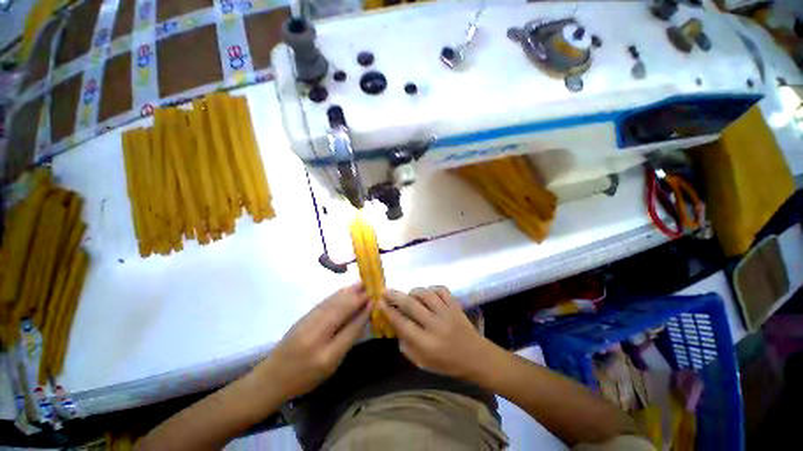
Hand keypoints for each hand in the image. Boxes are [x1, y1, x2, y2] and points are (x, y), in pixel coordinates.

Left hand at [259, 284, 369, 400]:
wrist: (273, 377)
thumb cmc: (306, 377)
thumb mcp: (331, 365)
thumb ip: (347, 340)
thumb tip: (362, 318)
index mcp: (327, 354)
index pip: (351, 327)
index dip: (364, 312)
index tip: (375, 299)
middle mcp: (317, 335)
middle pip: (341, 310)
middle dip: (358, 296)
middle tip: (371, 286)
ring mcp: (308, 323)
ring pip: (333, 304)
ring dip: (348, 292)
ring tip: (361, 283)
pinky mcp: (304, 317)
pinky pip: (325, 303)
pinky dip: (337, 295)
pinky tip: (344, 290)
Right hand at [379, 287, 495, 378]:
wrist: (476, 357)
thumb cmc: (447, 364)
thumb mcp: (423, 363)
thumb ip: (406, 346)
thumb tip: (395, 326)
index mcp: (426, 344)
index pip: (402, 323)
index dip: (389, 312)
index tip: (379, 302)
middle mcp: (435, 325)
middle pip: (411, 305)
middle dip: (395, 296)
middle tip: (385, 291)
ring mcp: (447, 313)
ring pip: (425, 294)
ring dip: (413, 292)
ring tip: (408, 294)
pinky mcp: (455, 305)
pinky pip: (441, 290)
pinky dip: (431, 289)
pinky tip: (427, 294)